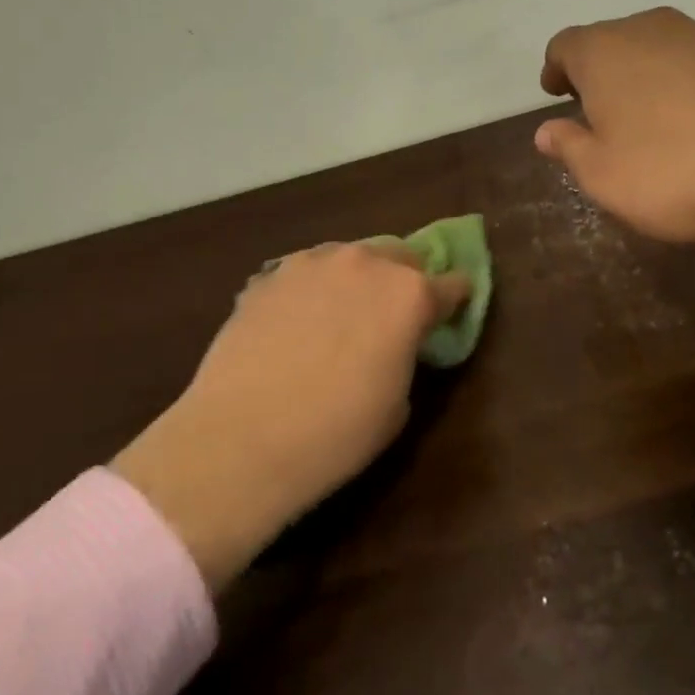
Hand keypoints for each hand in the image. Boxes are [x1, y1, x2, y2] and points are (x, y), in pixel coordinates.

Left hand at [112, 242, 466, 590]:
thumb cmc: (334, 435)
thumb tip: (394, 344)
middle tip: (392, 316)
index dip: (454, 299)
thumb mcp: (396, 405)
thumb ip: (406, 356)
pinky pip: (306, 271)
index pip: (451, 284)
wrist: (240, 439)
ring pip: (351, 256)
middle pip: (401, 256)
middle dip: (404, 280)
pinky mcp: (272, 273)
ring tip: (340, 315)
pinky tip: (297, 322)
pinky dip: (314, 289)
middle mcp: (366, 263)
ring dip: (357, 278)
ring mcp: (314, 261)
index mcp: (409, 294)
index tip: (451, 311)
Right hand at [536, 8, 694, 274]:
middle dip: (599, 73)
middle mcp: (648, 29)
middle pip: (610, 42)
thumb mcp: (605, 177)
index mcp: (603, 51)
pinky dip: (686, 83)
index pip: (564, 46)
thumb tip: (547, 131)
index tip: (556, 92)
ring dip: (644, 77)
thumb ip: (570, 148)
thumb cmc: (676, 171)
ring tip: (652, 120)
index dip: (556, 69)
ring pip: (656, 49)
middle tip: (600, 112)